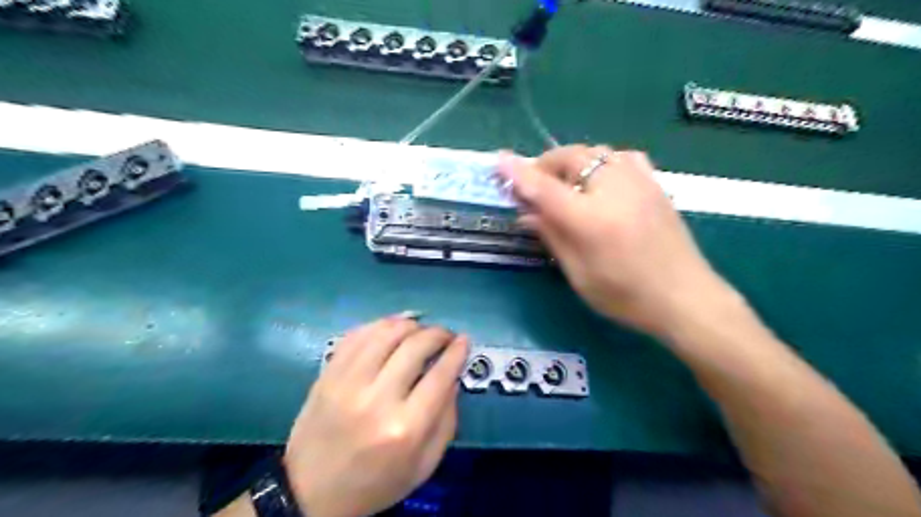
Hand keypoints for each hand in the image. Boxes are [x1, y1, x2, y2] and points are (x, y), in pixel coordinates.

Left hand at [285, 315, 467, 516]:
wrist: (310, 493)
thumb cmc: (376, 483)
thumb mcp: (424, 464)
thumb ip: (447, 419)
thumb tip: (453, 375)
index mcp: (405, 428)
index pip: (440, 374)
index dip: (456, 352)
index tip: (464, 340)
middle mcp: (376, 399)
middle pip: (414, 346)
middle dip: (437, 333)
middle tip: (445, 335)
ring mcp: (347, 382)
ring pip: (385, 332)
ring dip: (410, 324)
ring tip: (420, 330)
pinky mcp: (327, 374)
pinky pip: (357, 335)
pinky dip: (380, 325)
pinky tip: (392, 329)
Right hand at [501, 146, 737, 338]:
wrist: (685, 297)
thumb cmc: (625, 295)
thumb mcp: (578, 273)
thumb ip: (551, 236)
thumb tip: (526, 212)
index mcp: (589, 218)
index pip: (543, 186)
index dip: (518, 173)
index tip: (499, 161)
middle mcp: (613, 189)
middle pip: (569, 157)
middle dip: (545, 165)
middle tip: (534, 185)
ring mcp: (638, 181)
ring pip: (595, 152)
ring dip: (571, 161)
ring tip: (564, 182)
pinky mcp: (654, 183)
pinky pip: (620, 157)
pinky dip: (601, 162)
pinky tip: (600, 180)